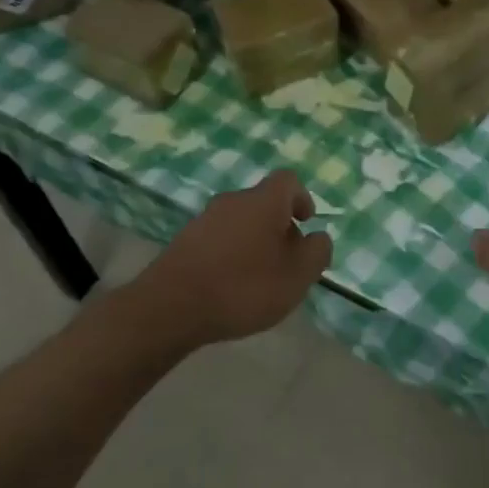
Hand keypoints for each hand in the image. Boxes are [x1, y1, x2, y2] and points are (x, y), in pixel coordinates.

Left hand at [130, 170, 331, 348]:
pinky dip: (230, 254)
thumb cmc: (244, 287)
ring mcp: (204, 219)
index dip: (302, 198)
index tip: (306, 223)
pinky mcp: (183, 241)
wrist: (170, 307)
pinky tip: (229, 285)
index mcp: (264, 201)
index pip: (288, 181)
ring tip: (258, 278)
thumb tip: (318, 238)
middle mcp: (233, 200)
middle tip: (286, 260)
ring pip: (240, 222)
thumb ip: (317, 253)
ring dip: (253, 241)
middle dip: (279, 226)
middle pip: (263, 202)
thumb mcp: (297, 276)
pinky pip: (218, 239)